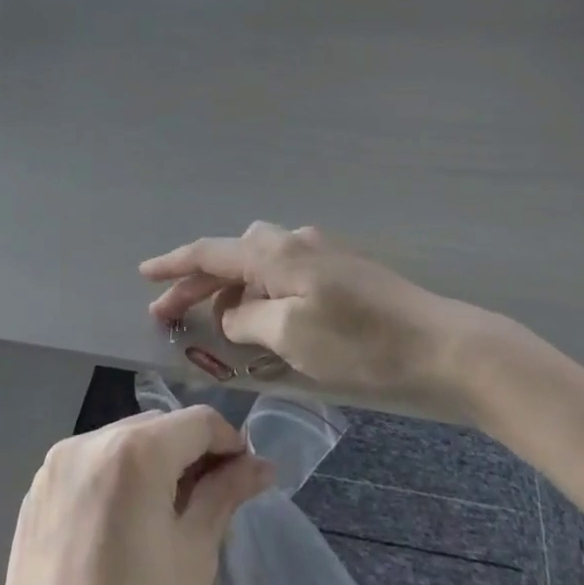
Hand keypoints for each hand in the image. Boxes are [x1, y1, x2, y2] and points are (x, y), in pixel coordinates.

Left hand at [0, 407, 271, 584]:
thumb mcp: (194, 557)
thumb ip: (225, 495)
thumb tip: (261, 465)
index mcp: (133, 452)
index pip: (197, 422)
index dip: (229, 442)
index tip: (246, 474)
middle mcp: (88, 442)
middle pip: (157, 428)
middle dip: (190, 452)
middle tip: (213, 496)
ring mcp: (54, 468)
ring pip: (121, 444)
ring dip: (152, 463)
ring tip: (169, 513)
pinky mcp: (35, 495)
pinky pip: (89, 468)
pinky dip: (115, 480)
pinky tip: (124, 527)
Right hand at [142, 222, 476, 400]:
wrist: (439, 343)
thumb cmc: (358, 342)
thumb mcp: (290, 336)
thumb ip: (247, 319)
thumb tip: (232, 313)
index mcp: (276, 252)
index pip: (211, 252)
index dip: (175, 264)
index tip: (144, 274)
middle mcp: (294, 242)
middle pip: (233, 255)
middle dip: (198, 282)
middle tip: (170, 315)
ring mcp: (321, 253)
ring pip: (260, 263)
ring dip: (232, 288)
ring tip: (216, 324)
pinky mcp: (342, 271)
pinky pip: (285, 274)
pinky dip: (262, 292)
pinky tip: (265, 319)